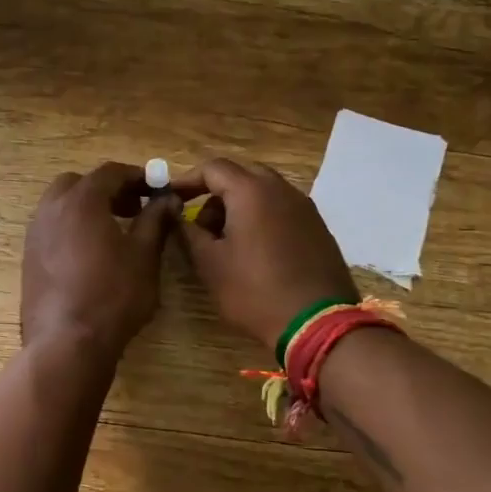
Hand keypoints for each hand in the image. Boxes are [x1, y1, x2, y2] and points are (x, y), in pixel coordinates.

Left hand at [22, 162, 179, 358]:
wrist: (66, 342)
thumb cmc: (113, 295)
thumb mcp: (144, 256)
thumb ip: (155, 220)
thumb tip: (167, 199)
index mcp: (81, 200)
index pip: (110, 172)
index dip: (136, 176)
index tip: (156, 189)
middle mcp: (51, 209)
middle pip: (79, 183)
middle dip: (107, 190)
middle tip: (133, 209)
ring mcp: (35, 233)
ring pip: (60, 205)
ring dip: (87, 208)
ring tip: (114, 232)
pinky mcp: (28, 258)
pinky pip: (51, 228)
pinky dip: (72, 228)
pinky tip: (91, 254)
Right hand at [172, 158, 357, 353]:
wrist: (316, 323)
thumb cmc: (254, 291)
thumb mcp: (210, 264)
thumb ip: (188, 231)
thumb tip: (175, 212)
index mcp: (251, 191)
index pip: (213, 168)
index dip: (187, 180)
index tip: (171, 199)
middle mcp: (281, 189)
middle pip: (241, 175)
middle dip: (215, 194)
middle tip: (201, 224)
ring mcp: (305, 207)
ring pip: (264, 192)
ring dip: (239, 207)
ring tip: (226, 243)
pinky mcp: (318, 228)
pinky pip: (282, 210)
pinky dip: (262, 219)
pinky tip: (255, 252)